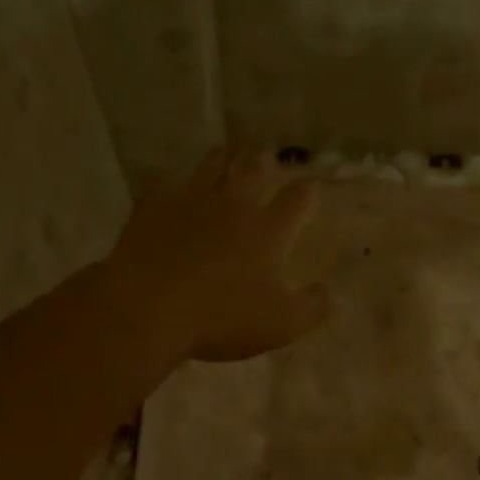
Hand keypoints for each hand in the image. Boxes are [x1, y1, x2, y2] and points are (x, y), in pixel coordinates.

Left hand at [104, 146, 330, 365]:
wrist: (146, 308)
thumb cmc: (220, 318)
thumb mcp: (279, 326)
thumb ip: (312, 309)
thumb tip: (334, 295)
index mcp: (266, 230)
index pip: (297, 199)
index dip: (308, 191)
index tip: (312, 188)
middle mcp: (232, 205)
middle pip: (253, 170)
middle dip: (264, 161)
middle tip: (268, 155)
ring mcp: (190, 201)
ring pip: (212, 167)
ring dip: (224, 158)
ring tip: (228, 153)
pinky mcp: (153, 206)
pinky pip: (167, 186)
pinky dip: (175, 185)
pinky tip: (172, 188)